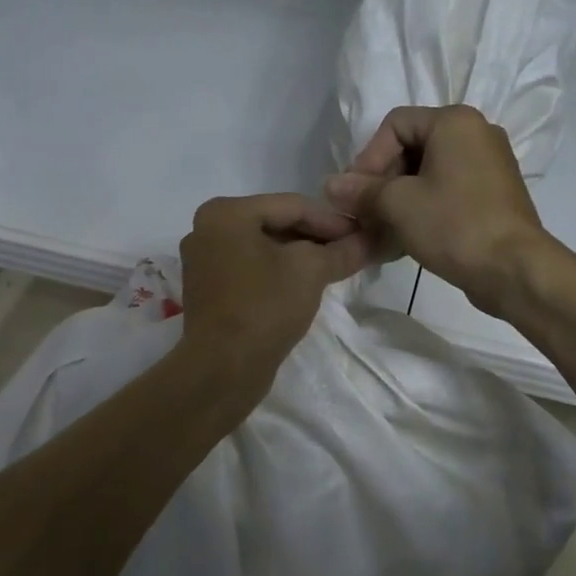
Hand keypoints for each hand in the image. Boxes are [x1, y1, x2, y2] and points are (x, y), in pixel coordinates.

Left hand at [178, 194, 371, 393]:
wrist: (223, 369)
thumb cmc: (265, 307)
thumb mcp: (311, 271)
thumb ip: (342, 251)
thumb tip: (372, 240)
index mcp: (225, 212)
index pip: (292, 205)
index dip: (332, 221)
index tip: (363, 235)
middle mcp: (206, 228)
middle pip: (276, 224)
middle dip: (316, 238)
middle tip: (351, 252)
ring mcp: (203, 261)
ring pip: (264, 248)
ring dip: (300, 256)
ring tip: (334, 269)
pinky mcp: (208, 289)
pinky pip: (251, 269)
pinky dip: (278, 272)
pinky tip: (305, 286)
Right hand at [323, 104, 549, 317]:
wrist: (514, 269)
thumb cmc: (453, 224)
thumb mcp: (398, 205)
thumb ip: (361, 191)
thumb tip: (330, 185)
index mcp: (455, 122)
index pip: (395, 124)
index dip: (368, 157)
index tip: (355, 193)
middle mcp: (476, 134)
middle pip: (412, 147)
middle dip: (382, 181)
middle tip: (364, 214)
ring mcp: (489, 165)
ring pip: (429, 173)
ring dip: (399, 199)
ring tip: (380, 231)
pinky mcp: (493, 195)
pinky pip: (448, 191)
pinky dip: (423, 208)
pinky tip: (404, 238)